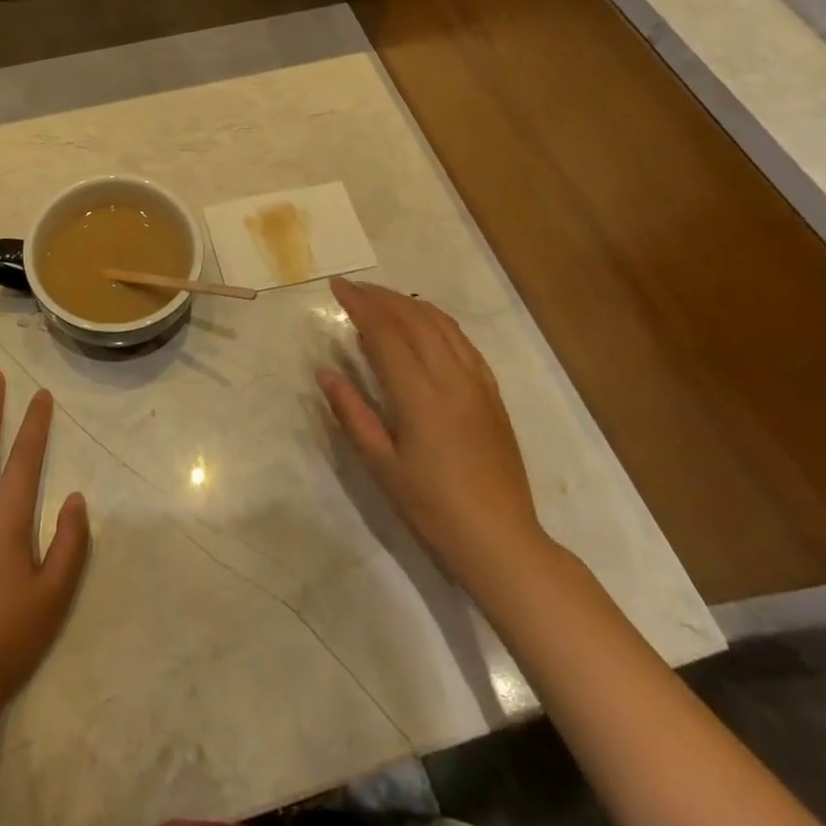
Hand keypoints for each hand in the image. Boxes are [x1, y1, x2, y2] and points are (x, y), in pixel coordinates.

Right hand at [318, 278, 548, 590]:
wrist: (500, 539)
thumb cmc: (432, 507)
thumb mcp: (381, 465)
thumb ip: (352, 413)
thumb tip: (325, 373)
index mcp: (419, 395)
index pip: (384, 333)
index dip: (359, 305)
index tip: (337, 286)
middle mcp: (451, 378)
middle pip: (414, 319)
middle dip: (381, 297)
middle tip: (353, 288)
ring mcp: (477, 383)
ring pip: (442, 325)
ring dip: (409, 303)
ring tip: (383, 298)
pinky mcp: (492, 394)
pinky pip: (464, 342)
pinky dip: (438, 321)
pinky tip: (425, 323)